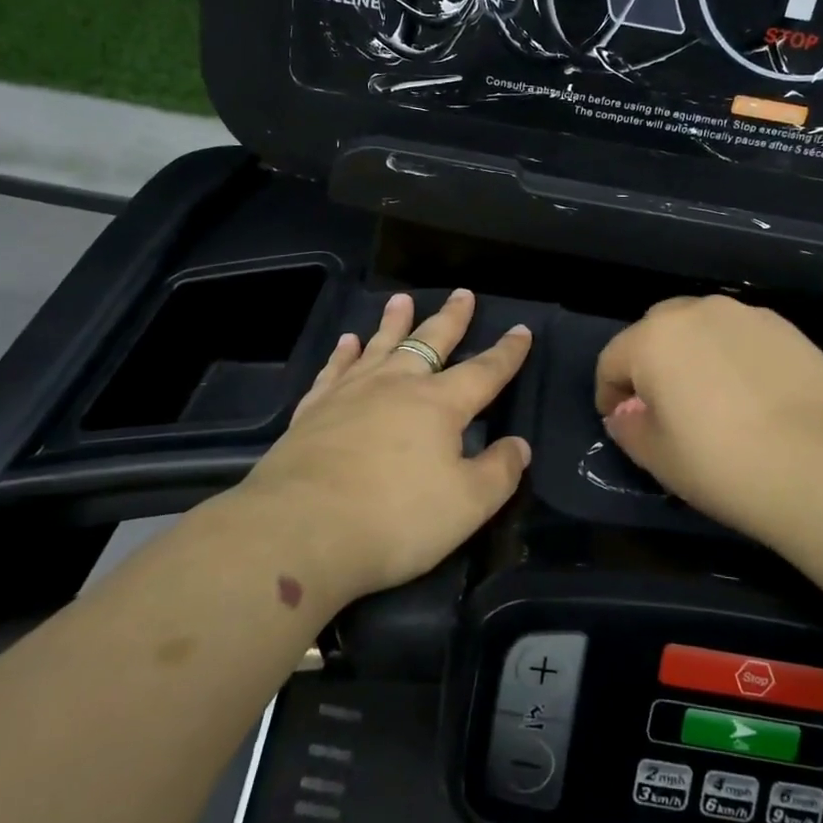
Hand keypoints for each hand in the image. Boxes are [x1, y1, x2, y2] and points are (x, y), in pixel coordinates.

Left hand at [240, 289, 533, 603]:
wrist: (301, 529)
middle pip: (431, 342)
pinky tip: (347, 342)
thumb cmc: (395, 518)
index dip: (506, 353)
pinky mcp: (314, 409)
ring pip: (379, 345)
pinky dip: (344, 353)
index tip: (521, 330)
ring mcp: (351, 392)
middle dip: (451, 318)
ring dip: (394, 322)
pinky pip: (334, 369)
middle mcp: (396, 386)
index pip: (484, 371)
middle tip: (463, 293)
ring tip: (402, 299)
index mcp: (439, 404)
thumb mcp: (467, 505)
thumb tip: (519, 445)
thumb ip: (499, 472)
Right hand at [594, 296, 822, 550]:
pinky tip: (750, 395)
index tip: (621, 423)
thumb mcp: (658, 459)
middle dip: (649, 364)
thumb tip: (626, 413)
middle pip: (654, 332)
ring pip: (700, 328)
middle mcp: (695, 311)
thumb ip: (629, 429)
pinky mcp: (785, 327)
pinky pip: (739, 336)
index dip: (608, 394)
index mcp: (653, 339)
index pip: (611, 360)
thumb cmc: (724, 464)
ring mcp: (744, 315)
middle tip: (663, 407)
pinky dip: (732, 356)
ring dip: (692, 355)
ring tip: (711, 398)